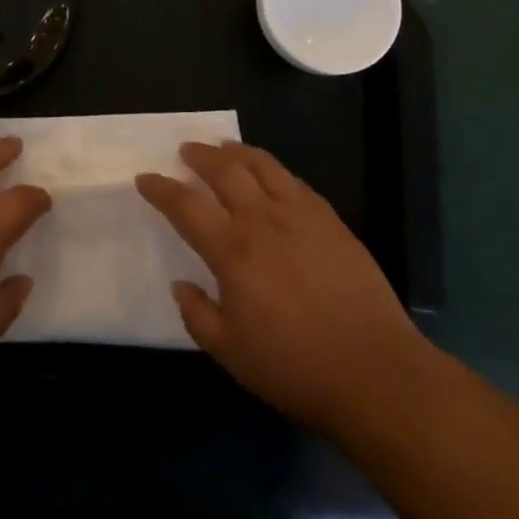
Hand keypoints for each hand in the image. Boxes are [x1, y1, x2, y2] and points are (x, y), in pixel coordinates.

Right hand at [137, 141, 427, 439]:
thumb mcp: (231, 354)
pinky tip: (270, 175)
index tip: (144, 178)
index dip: (161, 189)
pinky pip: (293, 180)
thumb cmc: (295, 367)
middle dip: (199, 155)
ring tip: (223, 148)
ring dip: (236, 151)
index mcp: (232, 250)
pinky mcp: (329, 218)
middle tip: (186, 151)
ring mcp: (300, 213)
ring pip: (261, 164)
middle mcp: (262, 219)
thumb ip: (198, 315)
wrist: (373, 370)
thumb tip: (181, 283)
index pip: (185, 205)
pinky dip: (272, 169)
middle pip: (224, 169)